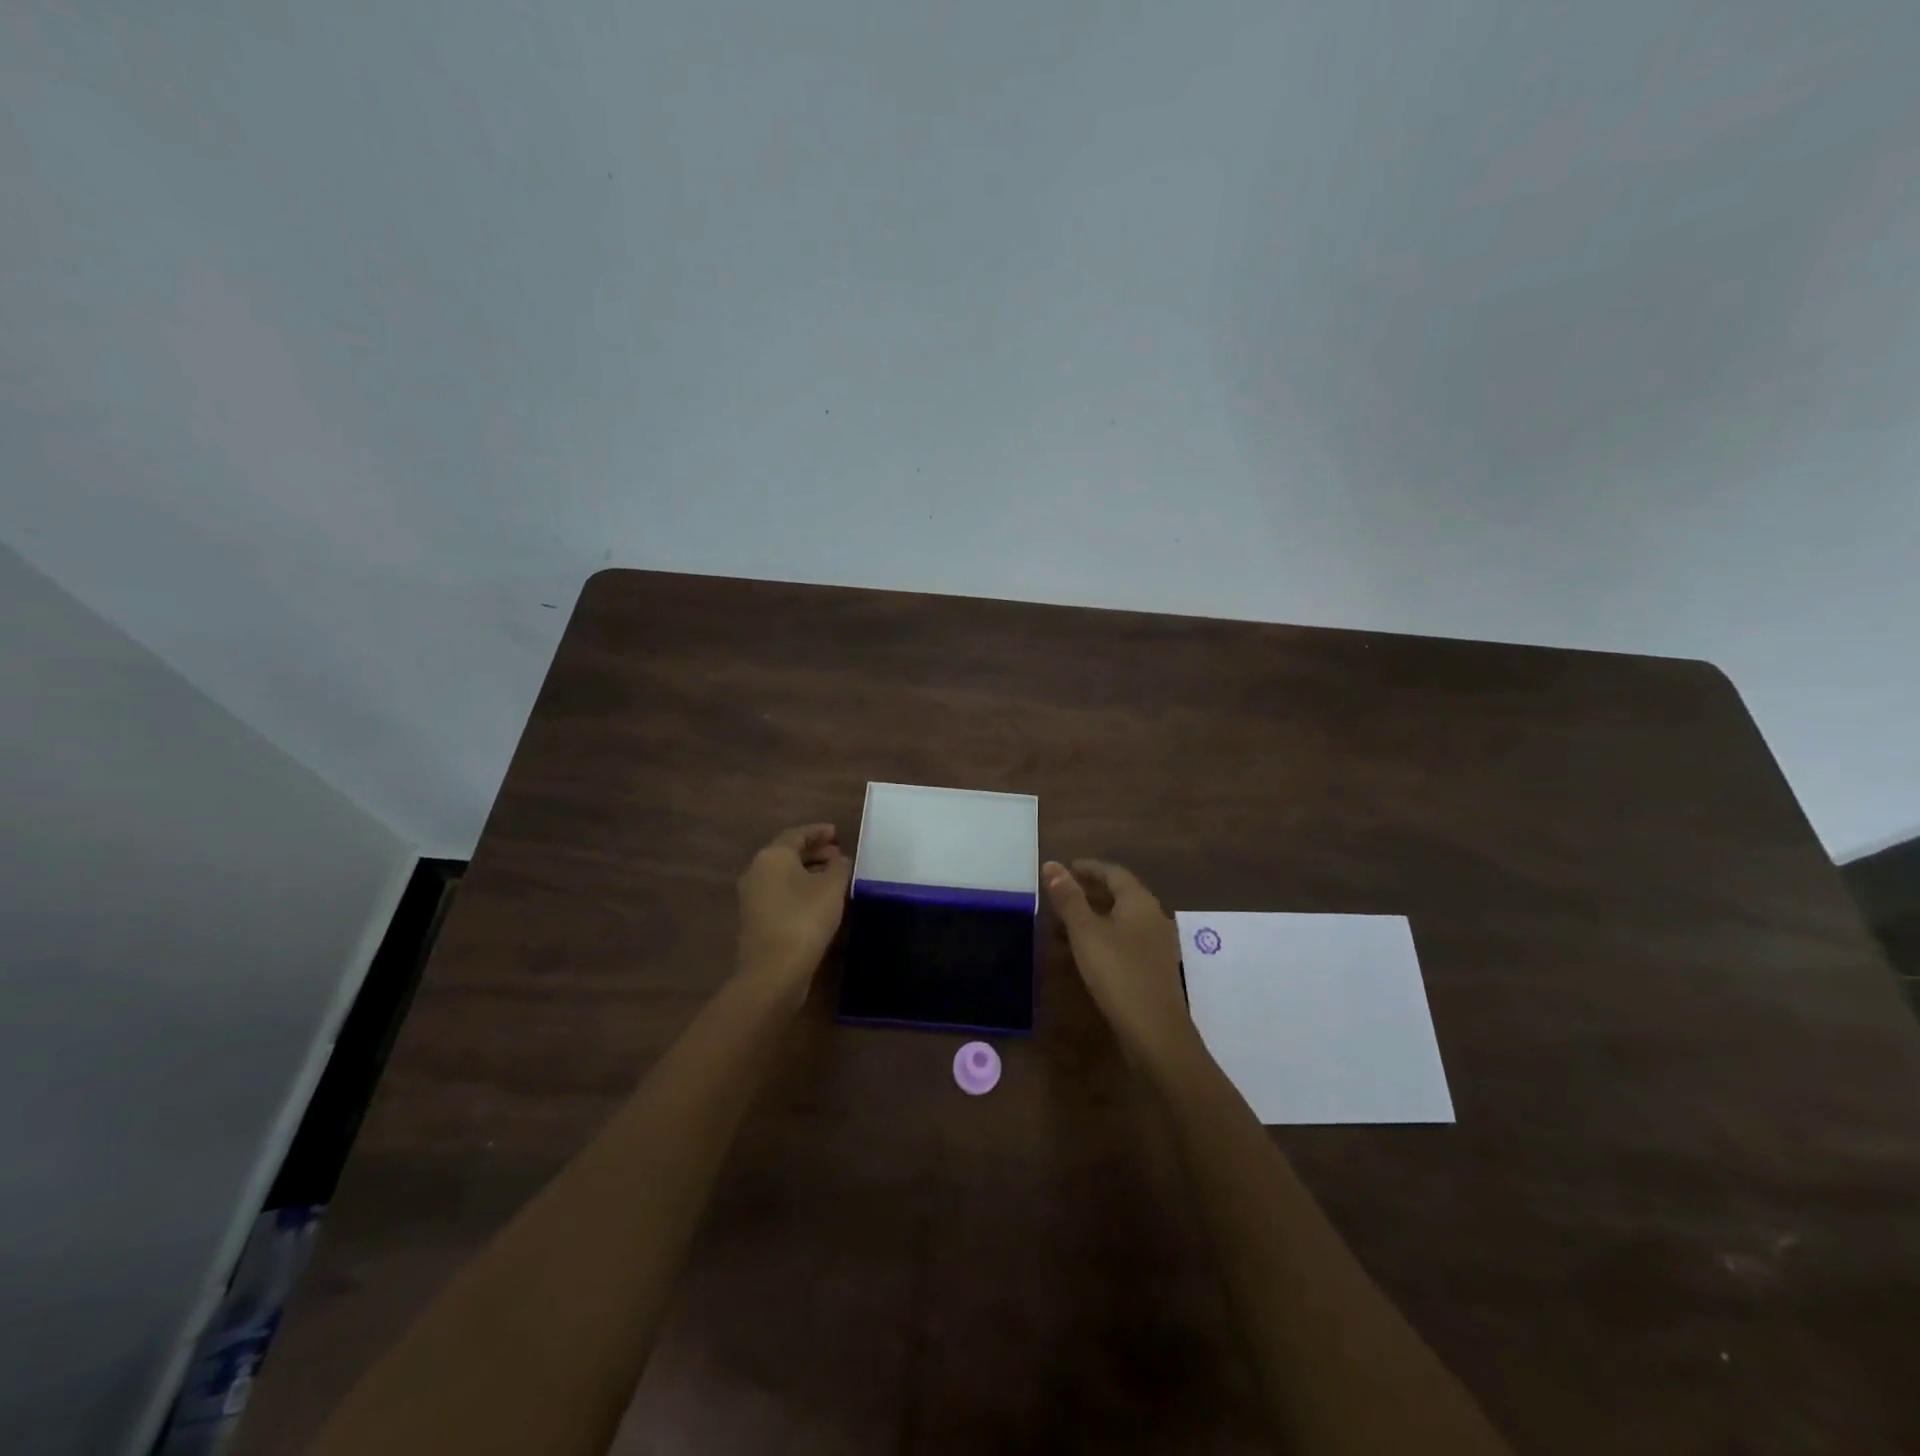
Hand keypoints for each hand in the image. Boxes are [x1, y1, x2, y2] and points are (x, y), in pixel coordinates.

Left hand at [736, 824, 852, 1002]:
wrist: (772, 971)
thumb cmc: (805, 919)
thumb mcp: (832, 887)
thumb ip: (839, 867)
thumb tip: (839, 860)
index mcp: (772, 856)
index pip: (797, 834)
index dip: (819, 832)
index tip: (837, 833)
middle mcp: (756, 871)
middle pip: (788, 854)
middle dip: (814, 852)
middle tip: (838, 855)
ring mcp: (752, 898)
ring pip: (783, 876)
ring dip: (808, 873)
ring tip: (833, 878)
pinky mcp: (754, 921)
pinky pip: (780, 894)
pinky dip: (799, 891)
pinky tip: (818, 901)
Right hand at [1044, 859, 1194, 1065]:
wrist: (1156, 1032)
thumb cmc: (1118, 973)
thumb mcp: (1085, 932)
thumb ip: (1068, 898)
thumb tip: (1051, 864)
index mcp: (1139, 902)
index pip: (1113, 872)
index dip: (1088, 868)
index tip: (1064, 868)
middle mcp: (1153, 917)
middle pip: (1120, 894)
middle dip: (1089, 891)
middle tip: (1060, 893)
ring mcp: (1156, 945)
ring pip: (1121, 919)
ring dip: (1094, 916)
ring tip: (1064, 923)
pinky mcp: (1153, 969)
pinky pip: (1125, 941)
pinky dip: (1102, 937)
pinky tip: (1084, 952)